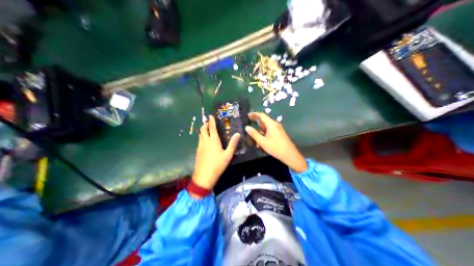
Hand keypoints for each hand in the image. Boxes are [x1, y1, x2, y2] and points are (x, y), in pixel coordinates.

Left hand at [190, 115, 238, 195]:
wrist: (204, 176)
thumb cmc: (218, 165)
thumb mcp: (228, 155)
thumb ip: (233, 144)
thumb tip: (238, 134)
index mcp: (213, 140)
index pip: (212, 127)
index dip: (211, 121)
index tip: (210, 115)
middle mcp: (205, 141)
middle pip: (203, 129)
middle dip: (205, 124)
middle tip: (208, 122)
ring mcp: (200, 146)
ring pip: (200, 135)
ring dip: (203, 130)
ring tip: (206, 129)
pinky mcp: (198, 151)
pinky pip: (199, 140)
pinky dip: (202, 137)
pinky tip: (204, 141)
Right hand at [244, 112, 306, 172]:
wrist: (289, 155)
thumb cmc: (275, 147)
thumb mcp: (262, 141)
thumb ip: (254, 134)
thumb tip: (247, 127)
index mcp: (271, 124)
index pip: (262, 115)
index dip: (254, 114)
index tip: (247, 115)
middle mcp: (275, 125)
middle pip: (264, 121)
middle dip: (256, 123)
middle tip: (249, 125)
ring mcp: (278, 129)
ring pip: (266, 128)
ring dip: (260, 132)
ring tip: (254, 139)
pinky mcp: (279, 134)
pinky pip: (270, 132)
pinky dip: (264, 135)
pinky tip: (261, 143)